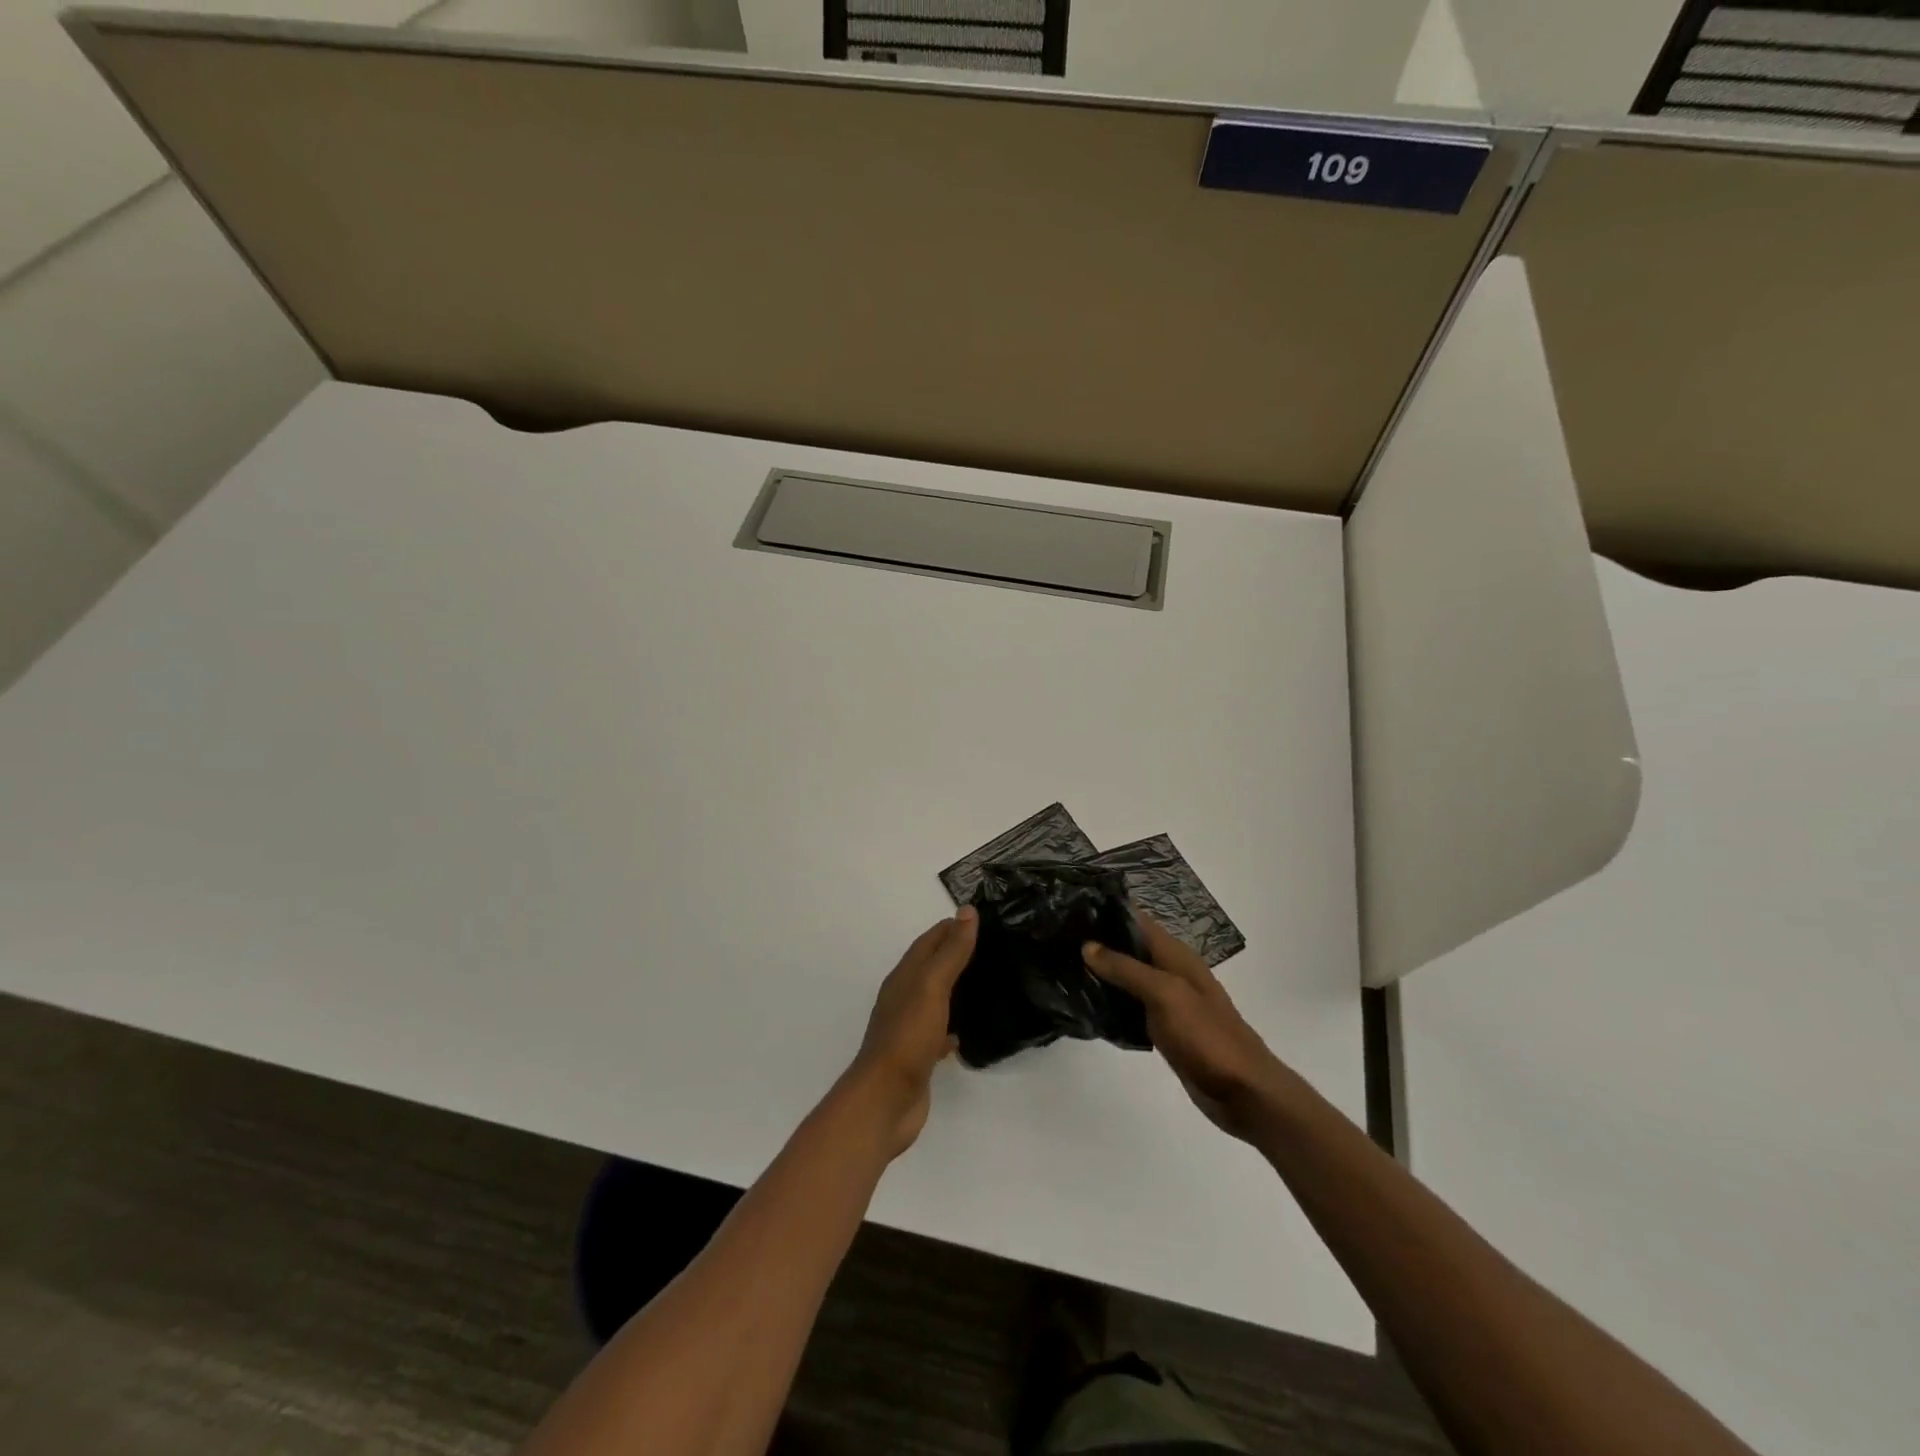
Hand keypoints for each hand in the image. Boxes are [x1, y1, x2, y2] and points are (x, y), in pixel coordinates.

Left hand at [844, 907, 977, 1158]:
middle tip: (993, 948)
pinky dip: (953, 1025)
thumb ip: (950, 951)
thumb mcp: (932, 987)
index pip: (929, 941)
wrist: (885, 1100)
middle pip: (932, 967)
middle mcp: (903, 997)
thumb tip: (967, 911)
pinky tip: (970, 1030)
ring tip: (987, 983)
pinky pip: (938, 1031)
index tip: (982, 919)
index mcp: (904, 977)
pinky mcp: (918, 1055)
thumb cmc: (908, 1037)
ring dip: (956, 988)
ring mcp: (909, 1028)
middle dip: (956, 954)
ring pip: (935, 998)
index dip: (952, 927)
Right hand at [1082, 912, 1291, 1140]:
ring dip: (1101, 972)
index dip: (1106, 911)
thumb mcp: (1165, 995)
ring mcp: (1168, 1001)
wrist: (1244, 1092)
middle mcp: (1171, 971)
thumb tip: (1087, 945)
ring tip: (1062, 965)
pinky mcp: (1163, 1028)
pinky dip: (1111, 1001)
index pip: (1137, 920)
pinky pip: (1131, 1005)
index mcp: (1175, 955)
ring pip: (1128, 977)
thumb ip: (1126, 969)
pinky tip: (1086, 1002)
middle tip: (1056, 938)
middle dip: (1098, 941)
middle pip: (1130, 946)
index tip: (1070, 908)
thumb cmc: (1206, 1036)